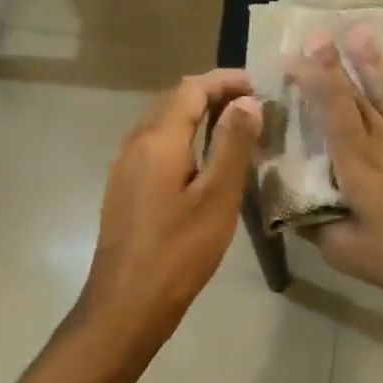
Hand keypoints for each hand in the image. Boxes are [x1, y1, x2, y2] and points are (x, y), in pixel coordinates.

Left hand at [78, 70, 262, 351]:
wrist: (127, 302)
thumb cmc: (179, 250)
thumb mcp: (218, 197)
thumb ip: (233, 144)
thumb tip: (246, 101)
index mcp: (158, 139)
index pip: (191, 88)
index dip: (225, 80)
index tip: (259, 84)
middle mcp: (135, 142)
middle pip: (173, 100)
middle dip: (212, 94)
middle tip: (252, 104)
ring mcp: (124, 165)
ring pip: (162, 122)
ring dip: (196, 115)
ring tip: (234, 127)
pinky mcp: (123, 186)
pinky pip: (154, 145)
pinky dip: (182, 138)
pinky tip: (203, 160)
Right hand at [285, 29, 382, 301]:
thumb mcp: (347, 254)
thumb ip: (317, 227)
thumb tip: (292, 211)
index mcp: (358, 163)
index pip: (330, 111)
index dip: (312, 80)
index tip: (295, 57)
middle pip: (357, 95)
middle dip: (335, 63)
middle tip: (318, 34)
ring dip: (377, 63)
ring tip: (363, 32)